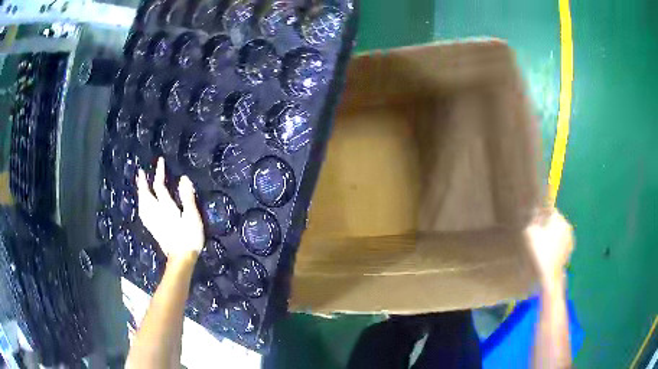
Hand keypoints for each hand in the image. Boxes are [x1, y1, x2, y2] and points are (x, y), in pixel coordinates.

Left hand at [136, 157, 203, 262]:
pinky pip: (144, 213)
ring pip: (142, 204)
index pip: (159, 186)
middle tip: (140, 172)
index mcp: (166, 208)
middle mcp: (156, 213)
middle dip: (143, 183)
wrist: (182, 259)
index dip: (159, 173)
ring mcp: (153, 222)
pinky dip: (141, 205)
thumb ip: (187, 197)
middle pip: (146, 195)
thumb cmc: (189, 237)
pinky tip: (142, 205)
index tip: (160, 161)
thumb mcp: (192, 217)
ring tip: (139, 186)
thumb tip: (183, 178)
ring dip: (140, 193)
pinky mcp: (153, 229)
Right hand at [524, 209, 573, 288]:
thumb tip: (533, 210)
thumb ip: (532, 219)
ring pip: (558, 232)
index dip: (540, 214)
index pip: (549, 210)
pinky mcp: (569, 250)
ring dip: (551, 235)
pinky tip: (547, 253)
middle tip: (536, 234)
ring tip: (541, 245)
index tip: (533, 222)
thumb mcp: (530, 233)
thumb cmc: (540, 252)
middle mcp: (567, 226)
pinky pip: (560, 243)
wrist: (550, 276)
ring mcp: (570, 239)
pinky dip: (555, 245)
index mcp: (559, 219)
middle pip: (554, 221)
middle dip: (546, 225)